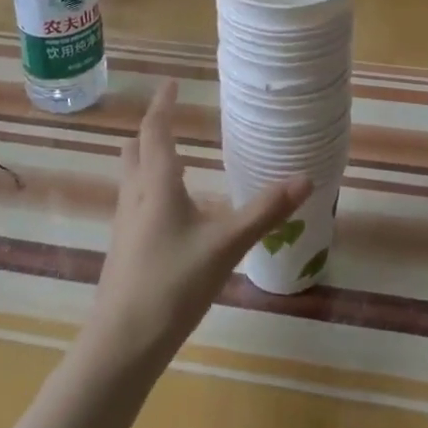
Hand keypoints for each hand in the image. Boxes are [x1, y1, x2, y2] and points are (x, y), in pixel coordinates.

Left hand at [88, 82, 308, 367]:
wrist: (122, 344)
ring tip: (175, 159)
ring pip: (131, 177)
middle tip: (172, 119)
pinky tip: (172, 212)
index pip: (156, 130)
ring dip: (147, 159)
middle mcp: (135, 195)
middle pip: (135, 150)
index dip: (163, 104)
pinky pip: (135, 203)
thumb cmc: (173, 284)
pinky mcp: (124, 249)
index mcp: (157, 183)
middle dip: (151, 130)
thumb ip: (265, 211)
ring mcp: (125, 224)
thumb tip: (305, 178)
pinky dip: (150, 189)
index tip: (171, 83)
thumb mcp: (226, 245)